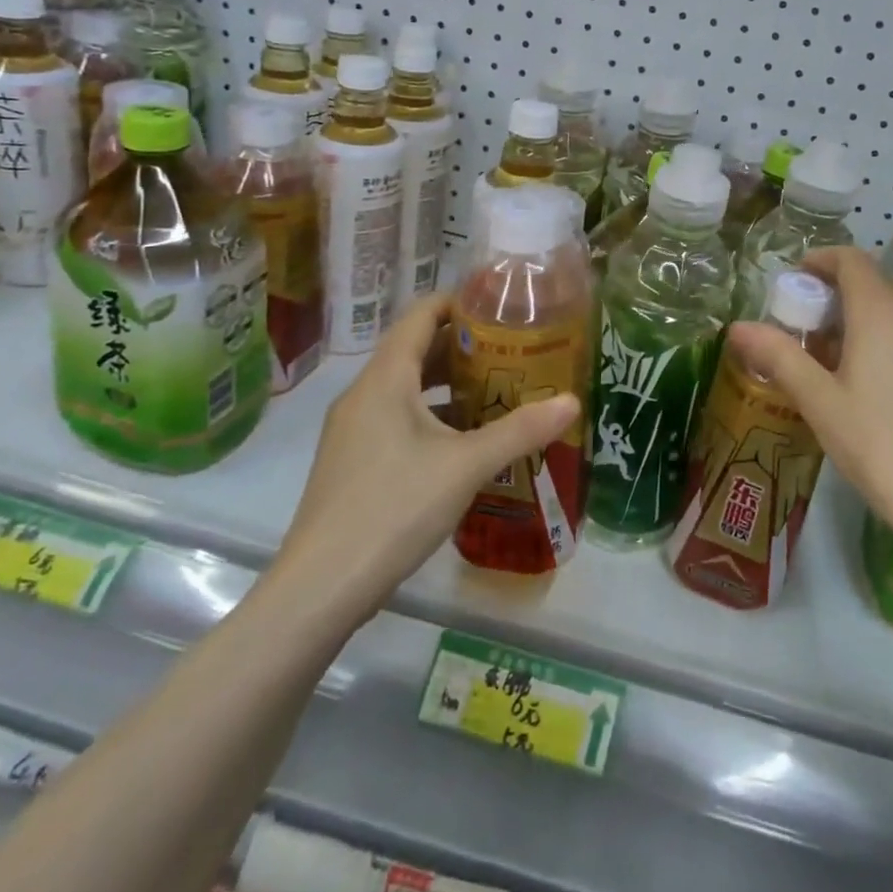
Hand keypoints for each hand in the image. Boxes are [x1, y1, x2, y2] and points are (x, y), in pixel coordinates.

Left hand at [274, 294, 577, 614]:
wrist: (320, 589)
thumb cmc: (394, 508)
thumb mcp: (466, 466)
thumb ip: (521, 430)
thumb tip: (572, 401)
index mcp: (385, 379)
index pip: (420, 315)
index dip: (459, 302)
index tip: (501, 305)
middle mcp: (364, 394)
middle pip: (414, 349)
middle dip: (462, 345)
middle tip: (513, 348)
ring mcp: (354, 430)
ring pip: (406, 388)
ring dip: (448, 383)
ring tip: (497, 387)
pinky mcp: (354, 462)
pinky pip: (397, 418)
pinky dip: (432, 416)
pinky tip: (465, 440)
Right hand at [726, 247, 892, 551]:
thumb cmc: (877, 443)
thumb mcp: (818, 399)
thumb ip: (778, 356)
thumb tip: (737, 326)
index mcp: (880, 313)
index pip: (851, 259)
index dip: (819, 260)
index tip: (792, 280)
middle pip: (868, 284)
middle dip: (829, 295)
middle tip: (796, 327)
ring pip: (887, 312)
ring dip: (852, 319)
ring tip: (822, 358)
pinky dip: (875, 339)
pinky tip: (859, 383)